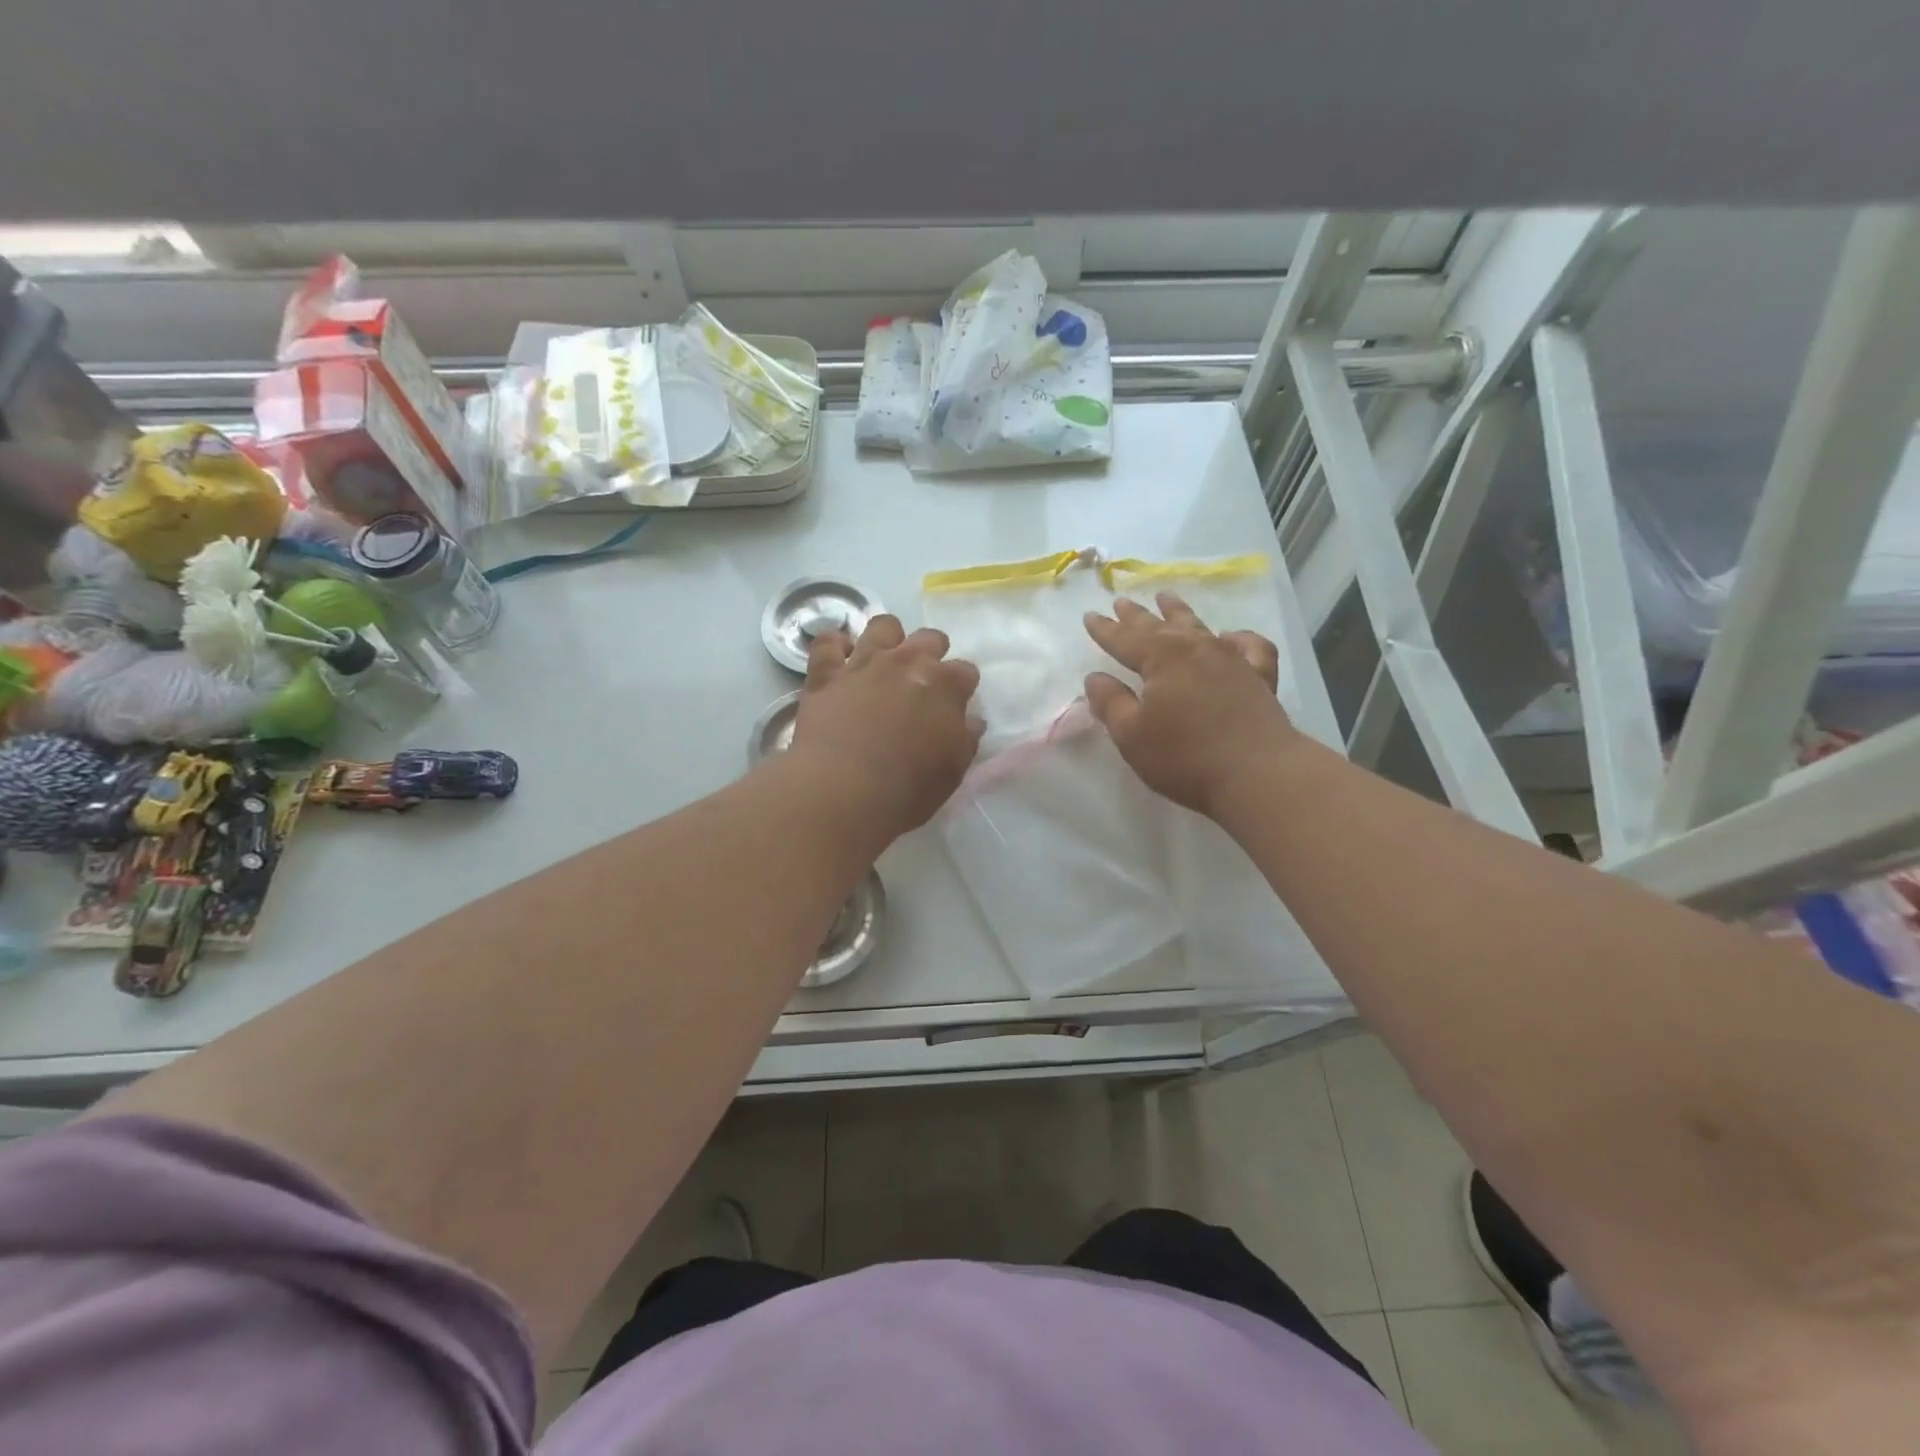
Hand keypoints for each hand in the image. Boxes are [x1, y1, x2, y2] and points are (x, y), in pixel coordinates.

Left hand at [791, 615, 982, 840]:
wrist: (843, 789)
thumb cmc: (907, 788)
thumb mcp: (952, 771)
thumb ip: (965, 739)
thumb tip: (972, 721)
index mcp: (945, 686)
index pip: (966, 671)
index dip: (963, 687)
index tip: (956, 704)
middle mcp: (908, 662)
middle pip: (930, 638)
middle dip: (932, 653)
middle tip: (923, 680)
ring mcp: (864, 662)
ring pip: (883, 626)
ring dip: (889, 638)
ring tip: (884, 660)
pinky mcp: (826, 673)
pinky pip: (828, 643)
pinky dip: (834, 645)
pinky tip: (839, 657)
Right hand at [1082, 593, 1296, 817]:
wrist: (1259, 774)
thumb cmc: (1185, 757)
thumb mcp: (1132, 735)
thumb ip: (1111, 703)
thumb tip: (1096, 679)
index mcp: (1162, 658)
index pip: (1124, 639)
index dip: (1105, 629)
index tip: (1090, 616)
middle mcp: (1196, 648)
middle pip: (1159, 626)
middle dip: (1136, 616)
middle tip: (1121, 601)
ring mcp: (1232, 659)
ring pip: (1199, 627)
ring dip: (1178, 612)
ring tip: (1166, 598)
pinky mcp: (1260, 677)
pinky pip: (1249, 646)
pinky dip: (1238, 638)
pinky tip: (1230, 638)